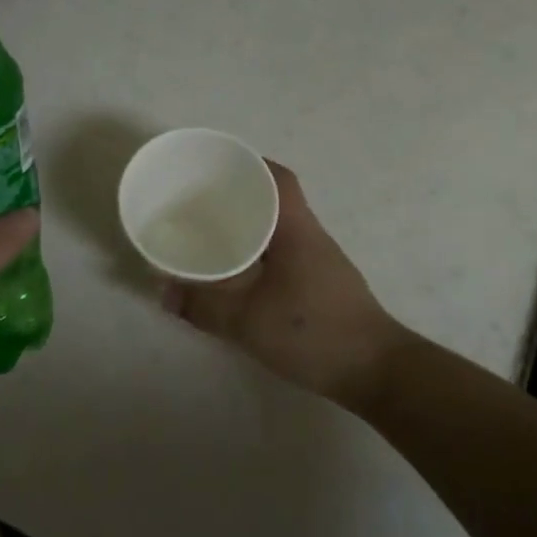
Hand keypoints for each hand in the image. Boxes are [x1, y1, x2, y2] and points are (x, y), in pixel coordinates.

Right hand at [161, 162, 404, 407]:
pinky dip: (257, 251)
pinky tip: (236, 271)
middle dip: (238, 194)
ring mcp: (319, 260)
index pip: (278, 178)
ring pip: (278, 227)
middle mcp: (309, 235)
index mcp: (296, 228)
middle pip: (274, 199)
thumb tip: (163, 292)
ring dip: (248, 224)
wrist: (374, 371)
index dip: (248, 164)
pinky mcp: (320, 284)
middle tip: (200, 201)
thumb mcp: (247, 321)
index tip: (214, 166)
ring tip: (210, 231)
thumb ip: (202, 306)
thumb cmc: (312, 332)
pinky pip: (281, 252)